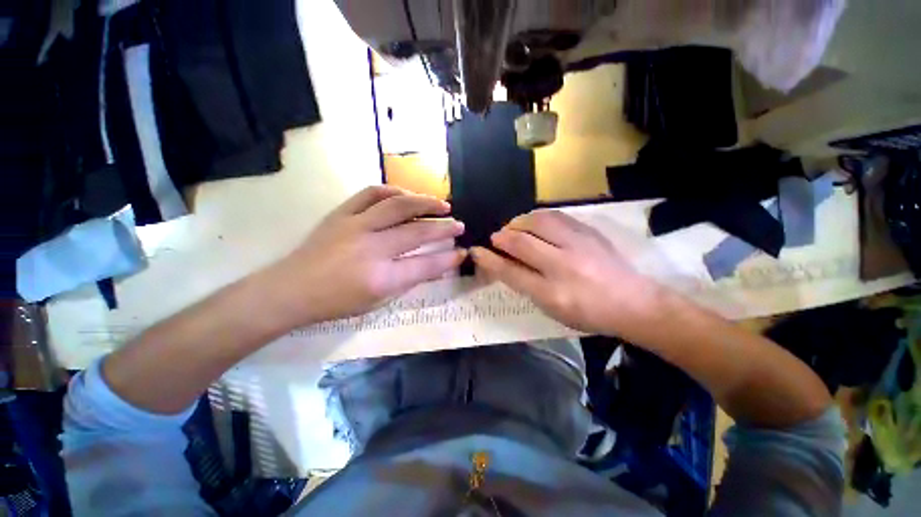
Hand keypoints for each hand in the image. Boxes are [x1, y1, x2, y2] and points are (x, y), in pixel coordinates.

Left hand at [269, 186, 465, 325]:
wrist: (291, 289)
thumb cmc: (337, 302)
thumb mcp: (378, 301)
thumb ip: (408, 281)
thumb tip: (435, 267)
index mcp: (381, 278)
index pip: (426, 265)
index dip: (448, 259)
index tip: (463, 252)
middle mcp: (372, 249)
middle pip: (417, 233)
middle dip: (444, 229)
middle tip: (459, 225)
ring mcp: (355, 226)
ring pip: (398, 206)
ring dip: (425, 203)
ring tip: (442, 205)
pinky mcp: (341, 214)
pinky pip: (371, 193)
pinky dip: (393, 191)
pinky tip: (406, 196)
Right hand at [470, 210, 663, 336]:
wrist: (634, 303)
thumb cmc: (588, 314)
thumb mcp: (552, 309)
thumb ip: (526, 286)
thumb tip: (504, 265)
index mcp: (552, 293)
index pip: (510, 271)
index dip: (489, 260)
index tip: (476, 251)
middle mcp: (563, 266)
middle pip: (521, 242)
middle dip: (501, 236)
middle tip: (496, 237)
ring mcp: (578, 245)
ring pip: (538, 222)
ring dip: (519, 222)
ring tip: (514, 227)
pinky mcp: (589, 232)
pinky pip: (556, 216)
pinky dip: (538, 216)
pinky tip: (535, 222)